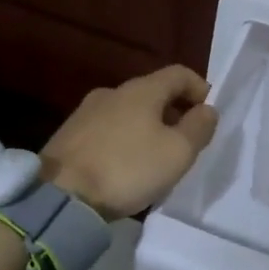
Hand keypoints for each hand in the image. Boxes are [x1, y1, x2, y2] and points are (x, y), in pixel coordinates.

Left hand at [42, 65, 219, 218]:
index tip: (208, 114)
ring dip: (148, 126)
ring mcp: (86, 112)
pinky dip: (124, 139)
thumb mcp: (177, 152)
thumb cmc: (127, 168)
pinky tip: (125, 165)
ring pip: (128, 111)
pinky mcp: (69, 134)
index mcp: (142, 89)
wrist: (60, 195)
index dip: (200, 89)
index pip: (179, 74)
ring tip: (155, 157)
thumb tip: (207, 109)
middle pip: (153, 92)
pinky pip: (108, 129)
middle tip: (185, 140)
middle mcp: (112, 92)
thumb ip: (198, 127)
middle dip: (174, 111)